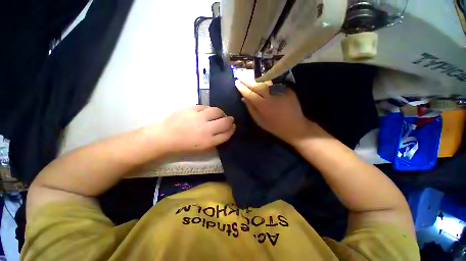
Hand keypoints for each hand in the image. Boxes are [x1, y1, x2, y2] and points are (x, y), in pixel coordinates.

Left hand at [159, 105, 234, 152]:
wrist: (166, 136)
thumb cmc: (186, 145)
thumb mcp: (203, 147)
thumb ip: (217, 139)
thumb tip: (227, 130)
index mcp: (208, 141)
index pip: (227, 134)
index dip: (232, 129)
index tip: (233, 126)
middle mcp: (206, 129)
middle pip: (225, 122)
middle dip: (230, 120)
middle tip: (229, 119)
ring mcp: (199, 117)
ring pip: (217, 111)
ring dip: (221, 113)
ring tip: (219, 114)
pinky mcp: (191, 108)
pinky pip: (206, 107)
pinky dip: (209, 109)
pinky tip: (207, 112)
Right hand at [235, 78, 311, 143]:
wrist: (295, 126)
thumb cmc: (274, 126)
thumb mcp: (259, 121)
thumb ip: (251, 108)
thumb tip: (243, 98)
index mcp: (263, 105)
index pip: (249, 93)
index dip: (241, 87)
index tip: (236, 82)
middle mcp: (270, 96)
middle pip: (256, 84)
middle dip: (246, 79)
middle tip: (238, 74)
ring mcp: (280, 91)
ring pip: (265, 81)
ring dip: (255, 77)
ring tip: (248, 74)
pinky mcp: (287, 89)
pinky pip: (274, 82)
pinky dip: (266, 79)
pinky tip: (261, 77)